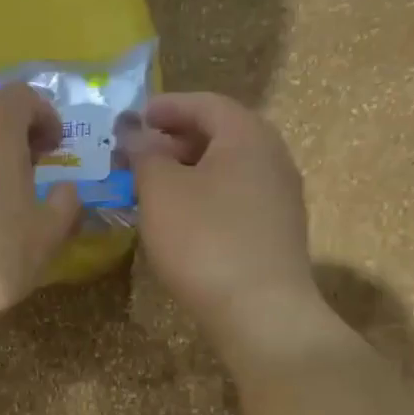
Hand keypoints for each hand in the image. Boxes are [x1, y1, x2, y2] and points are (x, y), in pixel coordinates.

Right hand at [127, 92, 338, 361]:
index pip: (205, 104)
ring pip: (227, 167)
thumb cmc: (204, 240)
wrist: (260, 311)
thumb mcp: (161, 191)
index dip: (166, 106)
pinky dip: (204, 195)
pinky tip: (179, 219)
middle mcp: (272, 157)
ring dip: (188, 169)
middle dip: (175, 139)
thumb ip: (145, 154)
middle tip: (137, 154)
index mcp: (247, 136)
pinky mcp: (276, 230)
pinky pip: (235, 196)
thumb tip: (135, 132)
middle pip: (220, 133)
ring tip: (152, 186)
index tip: (134, 118)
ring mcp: (279, 196)